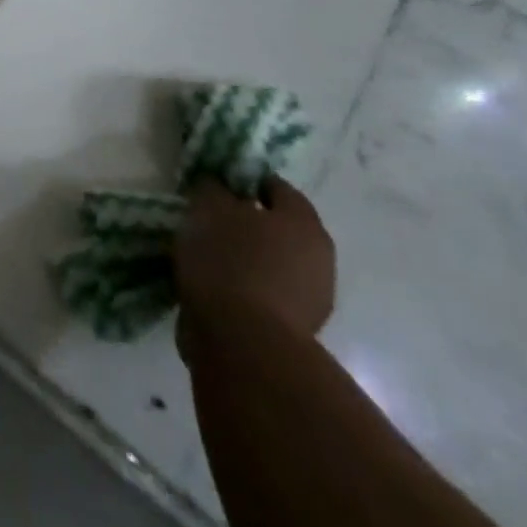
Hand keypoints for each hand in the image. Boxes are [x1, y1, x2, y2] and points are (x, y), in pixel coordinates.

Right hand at [171, 177, 334, 362]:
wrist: (243, 344)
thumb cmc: (228, 261)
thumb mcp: (208, 208)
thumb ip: (213, 188)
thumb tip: (218, 185)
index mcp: (304, 221)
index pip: (275, 186)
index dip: (243, 181)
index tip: (215, 187)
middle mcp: (319, 257)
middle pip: (278, 228)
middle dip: (247, 224)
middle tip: (210, 222)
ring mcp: (313, 299)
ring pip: (273, 263)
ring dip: (247, 259)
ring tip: (207, 259)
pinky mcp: (296, 332)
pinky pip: (266, 295)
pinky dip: (245, 289)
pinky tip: (216, 290)